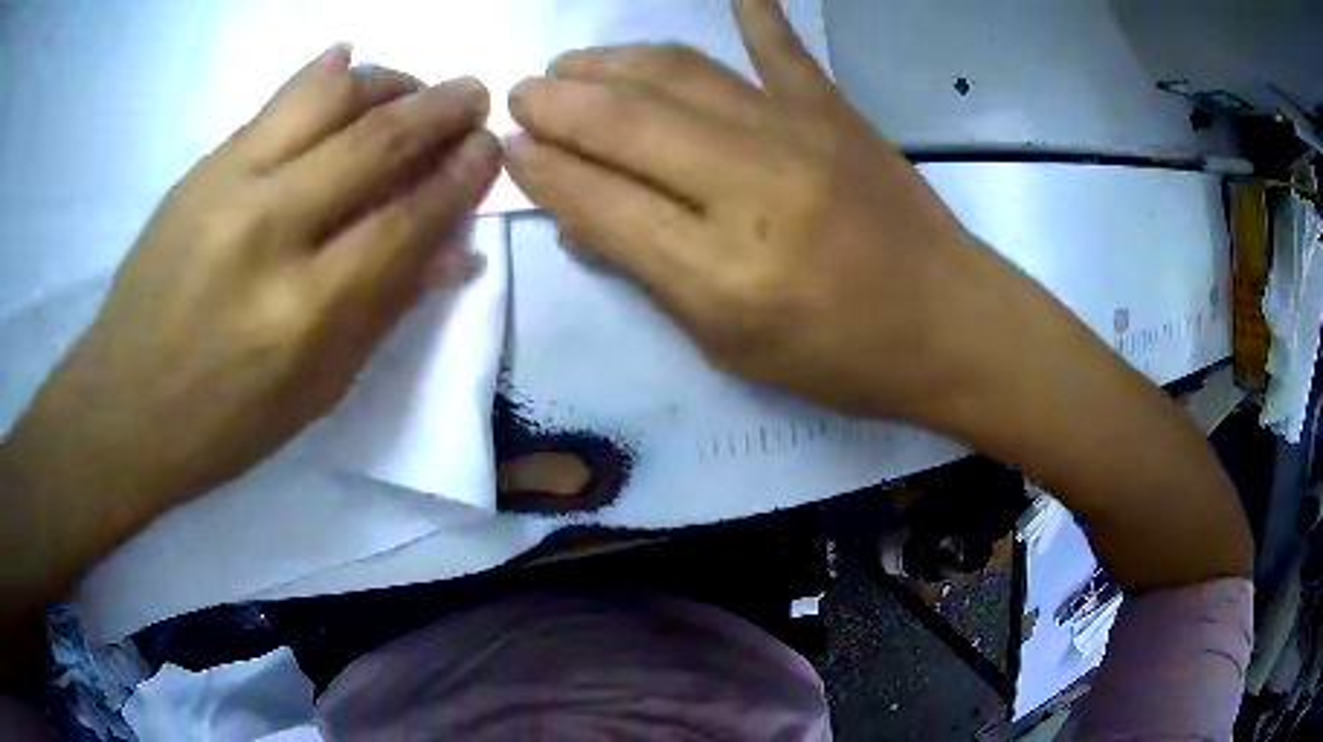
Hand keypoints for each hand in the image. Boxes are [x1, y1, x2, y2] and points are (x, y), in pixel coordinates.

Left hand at [1, 46, 499, 616]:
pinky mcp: (201, 168)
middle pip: (376, 141)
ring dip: (387, 81)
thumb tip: (454, 250)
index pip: (406, 218)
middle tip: (472, 95)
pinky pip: (276, 100)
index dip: (460, 176)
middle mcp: (270, 232)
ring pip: (329, 98)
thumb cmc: (224, 424)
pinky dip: (323, 75)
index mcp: (306, 313)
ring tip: (413, 86)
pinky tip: (349, 63)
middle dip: (440, 109)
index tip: (488, 148)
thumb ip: (386, 310)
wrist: (123, 407)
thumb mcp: (317, 391)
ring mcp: (228, 187)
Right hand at [505, 0, 984, 421]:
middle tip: (522, 93)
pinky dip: (752, 12)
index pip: (599, 199)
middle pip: (624, 122)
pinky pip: (780, 48)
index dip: (541, 169)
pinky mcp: (836, 110)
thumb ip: (647, 273)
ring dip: (610, 62)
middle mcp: (750, 187)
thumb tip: (577, 214)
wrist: (951, 324)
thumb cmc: (841, 357)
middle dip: (556, 101)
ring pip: (678, 74)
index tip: (508, 149)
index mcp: (719, 272)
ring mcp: (798, 133)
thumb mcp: (727, 344)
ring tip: (572, 63)